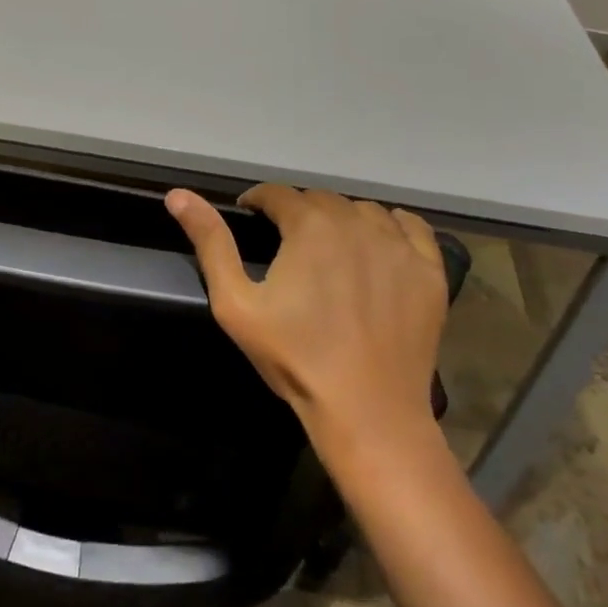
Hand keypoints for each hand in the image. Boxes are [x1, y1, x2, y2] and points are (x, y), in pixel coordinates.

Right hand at [167, 185, 451, 456]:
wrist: (367, 411)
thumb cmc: (294, 357)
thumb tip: (178, 195)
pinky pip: (410, 227)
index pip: (277, 194)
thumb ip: (210, 243)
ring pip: (363, 211)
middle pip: (320, 200)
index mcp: (310, 226)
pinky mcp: (429, 270)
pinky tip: (379, 247)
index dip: (258, 202)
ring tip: (330, 249)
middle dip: (298, 213)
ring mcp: (398, 245)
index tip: (250, 216)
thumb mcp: (235, 303)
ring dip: (341, 219)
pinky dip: (391, 227)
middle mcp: (356, 222)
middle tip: (287, 243)